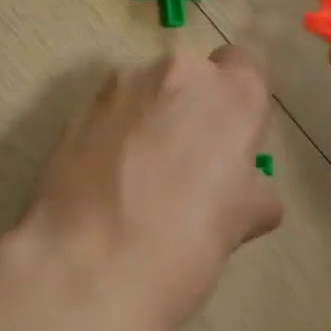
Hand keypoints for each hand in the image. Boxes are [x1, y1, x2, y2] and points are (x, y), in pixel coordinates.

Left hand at [15, 47, 282, 330]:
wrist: (91, 264)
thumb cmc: (187, 244)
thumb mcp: (244, 222)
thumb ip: (252, 187)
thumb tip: (245, 189)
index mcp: (231, 95)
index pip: (245, 66)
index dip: (238, 101)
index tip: (229, 139)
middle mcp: (178, 73)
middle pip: (192, 78)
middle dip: (190, 109)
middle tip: (184, 165)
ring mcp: (122, 86)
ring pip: (146, 92)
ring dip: (148, 119)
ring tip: (137, 178)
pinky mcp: (78, 108)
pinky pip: (109, 112)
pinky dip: (112, 134)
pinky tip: (105, 181)